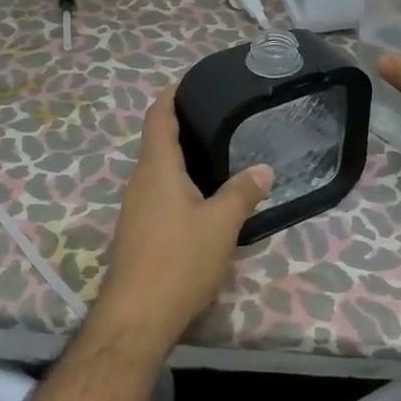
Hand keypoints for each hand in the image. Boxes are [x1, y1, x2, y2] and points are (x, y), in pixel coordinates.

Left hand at [93, 87, 274, 352]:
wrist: (135, 319)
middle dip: (182, 125)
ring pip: (159, 170)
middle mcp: (140, 182)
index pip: (158, 118)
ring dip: (182, 158)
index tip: (188, 82)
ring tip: (217, 152)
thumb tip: (264, 169)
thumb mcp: (221, 225)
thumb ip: (242, 193)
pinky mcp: (138, 232)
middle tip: (218, 116)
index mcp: (156, 168)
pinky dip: (179, 183)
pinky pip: (159, 193)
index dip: (170, 96)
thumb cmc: (178, 261)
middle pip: (157, 142)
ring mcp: (136, 209)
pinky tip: (203, 197)